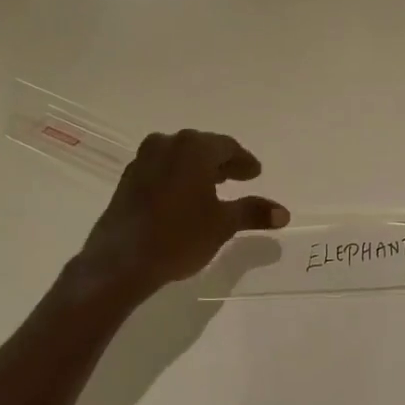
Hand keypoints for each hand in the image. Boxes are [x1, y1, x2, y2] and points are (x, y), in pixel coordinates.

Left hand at [77, 130, 289, 295]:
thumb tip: (283, 213)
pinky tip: (184, 198)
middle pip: (202, 148)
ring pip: (180, 158)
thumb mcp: (222, 225)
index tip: (255, 174)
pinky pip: (161, 169)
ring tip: (213, 189)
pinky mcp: (128, 178)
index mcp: (193, 148)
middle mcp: (167, 144)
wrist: (120, 261)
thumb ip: (252, 212)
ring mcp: (144, 159)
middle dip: (222, 163)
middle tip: (239, 178)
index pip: (227, 147)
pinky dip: (178, 178)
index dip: (244, 162)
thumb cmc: (178, 236)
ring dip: (198, 170)